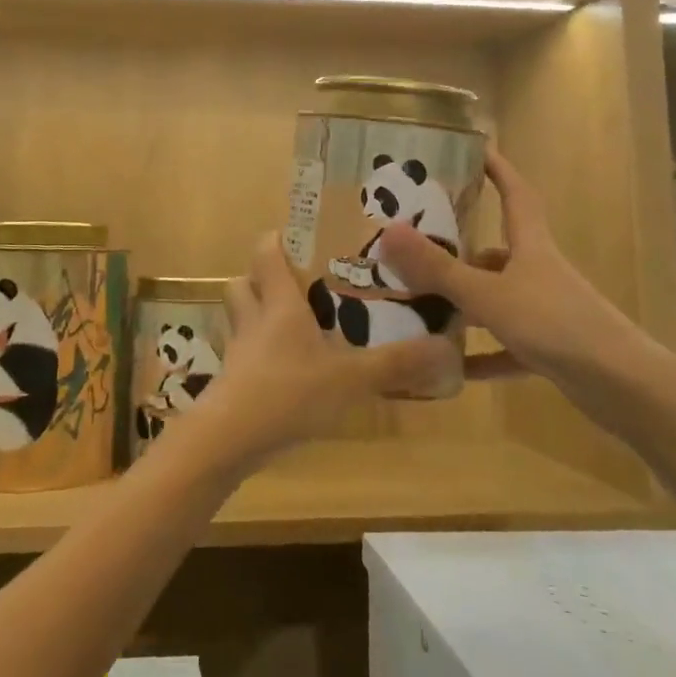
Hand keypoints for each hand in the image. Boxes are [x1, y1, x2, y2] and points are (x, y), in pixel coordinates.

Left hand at [174, 231, 459, 475]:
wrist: (229, 439)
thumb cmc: (290, 392)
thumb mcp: (352, 378)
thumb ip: (397, 364)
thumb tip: (446, 348)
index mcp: (279, 304)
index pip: (266, 253)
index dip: (277, 240)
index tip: (299, 238)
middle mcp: (253, 319)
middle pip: (243, 283)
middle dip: (263, 279)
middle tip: (297, 285)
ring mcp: (238, 351)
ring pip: (240, 318)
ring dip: (258, 315)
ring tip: (293, 327)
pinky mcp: (231, 382)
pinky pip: (242, 354)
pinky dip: (259, 355)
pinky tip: (285, 372)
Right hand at [377, 143, 675, 434]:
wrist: (621, 384)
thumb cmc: (553, 322)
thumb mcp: (488, 294)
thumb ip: (438, 269)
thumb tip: (388, 232)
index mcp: (531, 247)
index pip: (516, 195)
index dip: (499, 170)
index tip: (478, 149)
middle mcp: (539, 273)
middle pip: (498, 252)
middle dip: (461, 249)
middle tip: (419, 246)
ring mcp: (546, 311)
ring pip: (497, 299)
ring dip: (464, 304)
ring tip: (421, 305)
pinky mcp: (550, 349)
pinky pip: (506, 347)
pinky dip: (481, 354)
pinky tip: (451, 366)